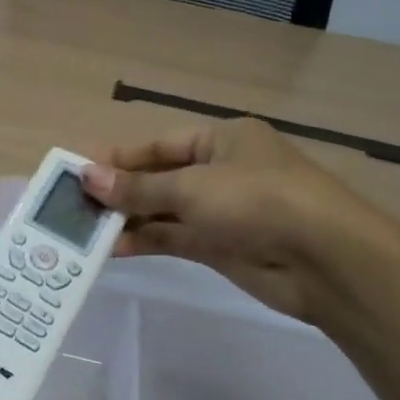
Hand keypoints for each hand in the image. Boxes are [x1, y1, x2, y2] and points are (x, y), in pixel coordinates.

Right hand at [81, 121, 392, 322]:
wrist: (326, 260)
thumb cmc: (259, 201)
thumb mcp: (192, 187)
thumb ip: (138, 187)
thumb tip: (87, 178)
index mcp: (221, 139)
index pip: (158, 145)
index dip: (118, 158)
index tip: (78, 171)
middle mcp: (221, 170)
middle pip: (159, 177)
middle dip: (119, 191)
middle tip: (73, 204)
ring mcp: (222, 211)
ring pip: (164, 210)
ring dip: (128, 218)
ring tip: (83, 228)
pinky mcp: (222, 246)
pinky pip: (174, 238)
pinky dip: (146, 241)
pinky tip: (111, 248)